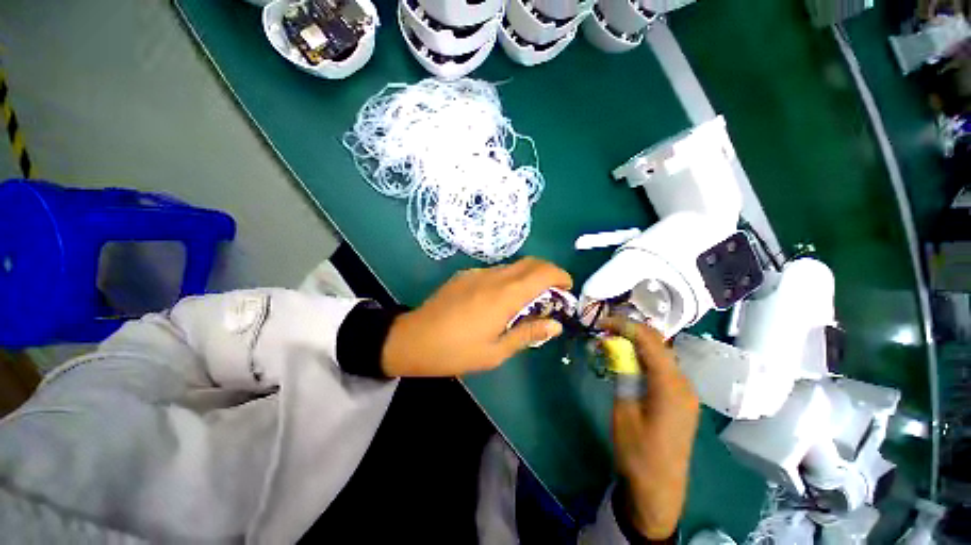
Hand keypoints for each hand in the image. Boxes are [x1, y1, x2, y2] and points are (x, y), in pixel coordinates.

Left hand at [381, 257, 572, 376]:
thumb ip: (528, 334)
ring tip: (525, 302)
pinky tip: (499, 300)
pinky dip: (508, 280)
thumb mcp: (496, 351)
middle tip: (551, 296)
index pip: (542, 272)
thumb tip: (555, 325)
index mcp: (504, 295)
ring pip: (512, 267)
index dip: (560, 276)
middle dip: (547, 274)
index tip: (566, 290)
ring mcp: (477, 273)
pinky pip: (494, 272)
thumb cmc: (456, 351)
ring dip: (527, 278)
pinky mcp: (465, 275)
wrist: (413, 339)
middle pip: (530, 263)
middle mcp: (493, 277)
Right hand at [600, 317, 699, 540]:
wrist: (659, 489)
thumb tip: (613, 345)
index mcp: (670, 384)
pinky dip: (644, 357)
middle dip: (630, 330)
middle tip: (605, 330)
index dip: (624, 325)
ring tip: (613, 341)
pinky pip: (662, 367)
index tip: (601, 322)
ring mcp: (685, 391)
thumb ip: (622, 372)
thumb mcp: (624, 409)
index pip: (649, 339)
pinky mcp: (680, 399)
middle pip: (658, 343)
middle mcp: (684, 382)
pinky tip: (629, 360)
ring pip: (661, 354)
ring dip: (637, 343)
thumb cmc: (638, 451)